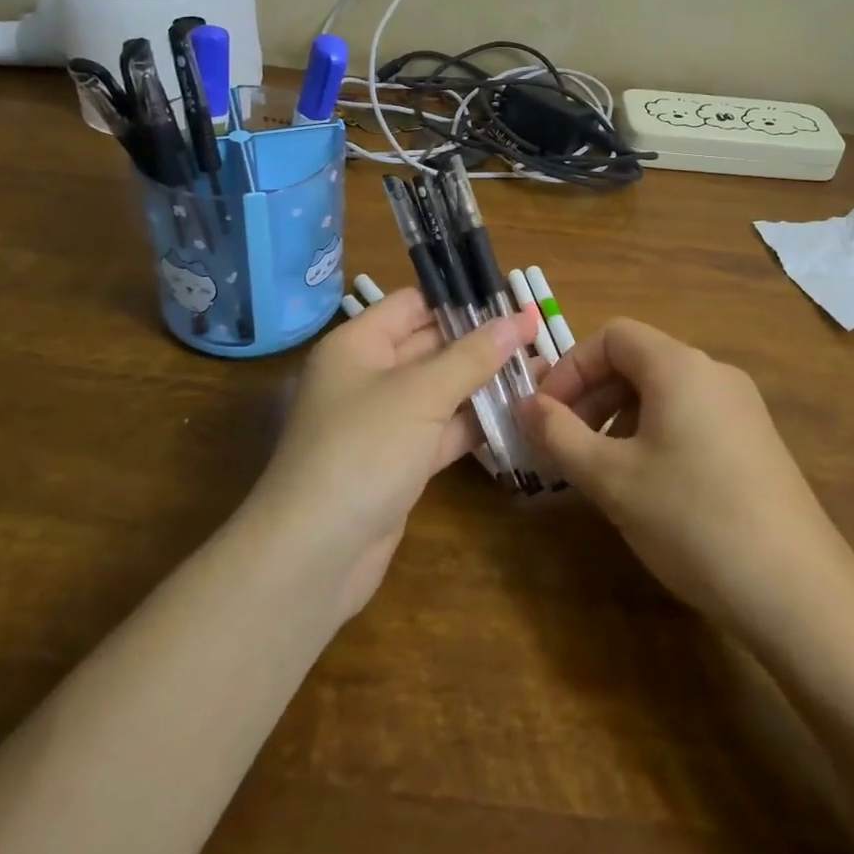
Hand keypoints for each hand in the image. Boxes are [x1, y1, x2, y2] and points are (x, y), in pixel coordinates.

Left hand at [253, 288, 540, 618]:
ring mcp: (382, 423)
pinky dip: (473, 424)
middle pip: (429, 345)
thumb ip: (472, 356)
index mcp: (357, 344)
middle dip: (480, 341)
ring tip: (540, 370)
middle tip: (537, 335)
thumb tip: (520, 318)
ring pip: (439, 391)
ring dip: (483, 383)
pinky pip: (440, 431)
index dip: (460, 299)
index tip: (511, 299)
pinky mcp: (397, 463)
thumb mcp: (421, 394)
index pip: (413, 304)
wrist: (313, 555)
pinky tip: (518, 415)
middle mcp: (367, 376)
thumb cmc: (362, 449)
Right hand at [518, 318, 850, 634]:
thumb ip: (558, 434)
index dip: (570, 367)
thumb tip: (524, 404)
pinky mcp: (756, 443)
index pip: (612, 336)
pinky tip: (647, 485)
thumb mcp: (611, 477)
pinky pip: (690, 417)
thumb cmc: (692, 519)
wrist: (799, 594)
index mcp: (679, 366)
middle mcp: (714, 373)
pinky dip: (654, 434)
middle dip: (591, 395)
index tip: (546, 413)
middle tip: (564, 443)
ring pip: (663, 392)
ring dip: (619, 417)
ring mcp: (741, 408)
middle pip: (637, 361)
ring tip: (600, 469)